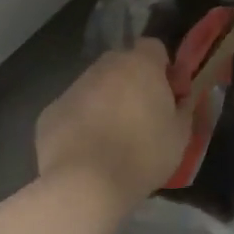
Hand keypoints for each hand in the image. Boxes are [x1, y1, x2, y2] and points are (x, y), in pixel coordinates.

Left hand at [35, 43, 187, 207]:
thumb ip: (183, 107)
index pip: (153, 47)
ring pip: (95, 87)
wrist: (85, 186)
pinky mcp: (50, 112)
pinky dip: (80, 123)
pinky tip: (86, 152)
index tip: (167, 95)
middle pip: (121, 64)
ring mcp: (74, 88)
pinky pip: (73, 110)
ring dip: (105, 102)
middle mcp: (105, 67)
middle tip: (141, 116)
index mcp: (140, 65)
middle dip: (131, 82)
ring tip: (111, 138)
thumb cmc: (142, 155)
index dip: (162, 68)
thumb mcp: (181, 134)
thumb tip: (181, 99)